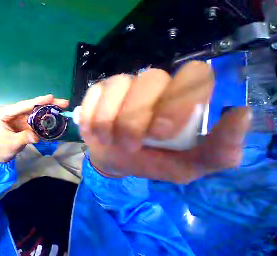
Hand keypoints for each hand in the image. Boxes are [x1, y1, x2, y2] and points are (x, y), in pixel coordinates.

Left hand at [0, 95, 68, 161]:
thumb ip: (23, 138)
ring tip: (63, 106)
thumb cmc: (2, 148)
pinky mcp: (26, 121)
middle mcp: (14, 111)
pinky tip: (56, 114)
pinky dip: (47, 115)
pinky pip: (38, 117)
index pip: (23, 105)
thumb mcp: (12, 143)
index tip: (51, 97)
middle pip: (32, 105)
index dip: (37, 101)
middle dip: (48, 103)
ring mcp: (21, 116)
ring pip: (37, 110)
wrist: (2, 153)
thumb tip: (36, 136)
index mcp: (5, 113)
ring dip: (50, 108)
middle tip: (63, 102)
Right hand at [80, 61, 250, 183]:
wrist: (114, 158)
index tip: (160, 134)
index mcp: (180, 98)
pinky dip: (90, 116)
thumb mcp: (186, 166)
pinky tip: (90, 132)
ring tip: (105, 140)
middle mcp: (152, 84)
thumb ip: (218, 151)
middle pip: (149, 80)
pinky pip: (93, 95)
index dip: (178, 102)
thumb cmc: (149, 161)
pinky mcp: (97, 92)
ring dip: (107, 119)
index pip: (194, 74)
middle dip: (134, 118)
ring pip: (117, 86)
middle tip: (127, 145)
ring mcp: (120, 85)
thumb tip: (243, 115)